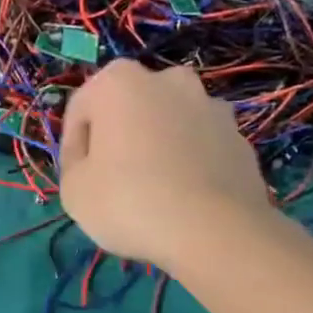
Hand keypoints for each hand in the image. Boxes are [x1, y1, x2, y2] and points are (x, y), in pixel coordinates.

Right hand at [59, 61, 273, 272]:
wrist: (215, 232)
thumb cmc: (130, 202)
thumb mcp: (73, 191)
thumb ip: (74, 163)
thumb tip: (92, 159)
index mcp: (119, 81)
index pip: (81, 109)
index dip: (73, 146)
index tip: (77, 179)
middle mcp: (168, 80)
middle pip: (129, 109)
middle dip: (119, 138)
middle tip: (113, 181)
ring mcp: (211, 106)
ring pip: (169, 125)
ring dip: (157, 147)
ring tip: (153, 191)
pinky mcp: (238, 137)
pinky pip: (200, 147)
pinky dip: (189, 164)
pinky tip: (184, 199)